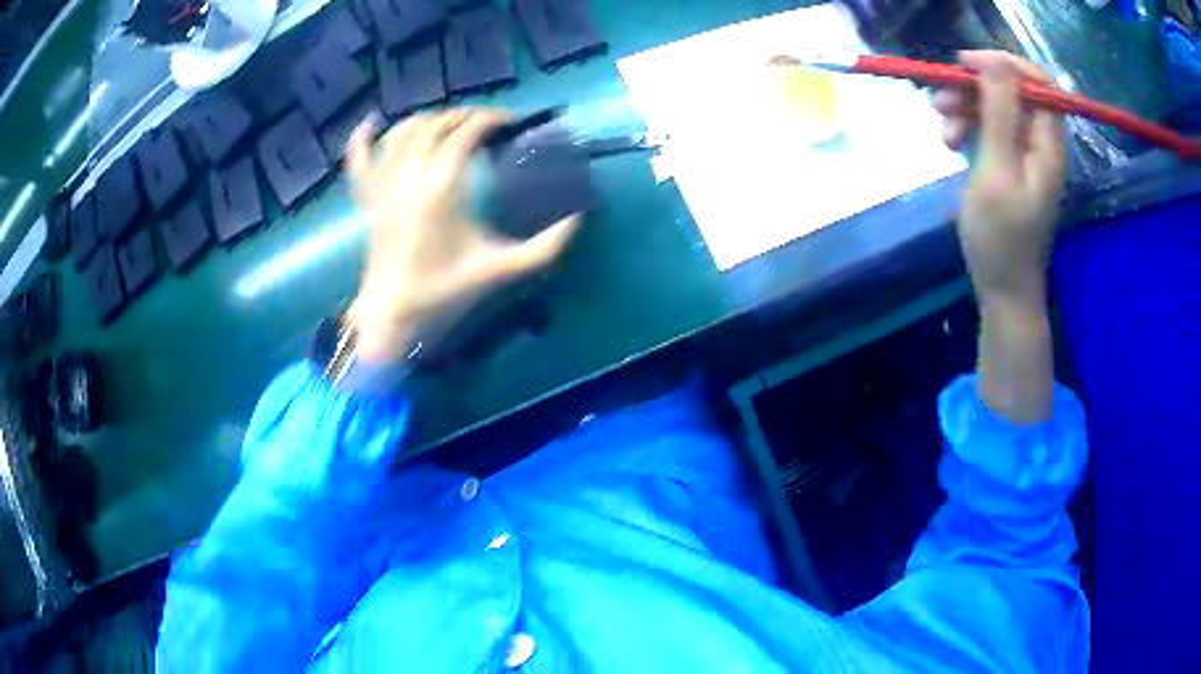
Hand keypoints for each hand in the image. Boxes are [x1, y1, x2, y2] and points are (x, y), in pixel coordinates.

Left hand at [345, 110, 581, 364]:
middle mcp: (409, 176)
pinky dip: (362, 139)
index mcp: (442, 188)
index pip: (465, 133)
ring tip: (449, 122)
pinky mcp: (368, 200)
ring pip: (401, 133)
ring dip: (428, 119)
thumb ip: (545, 247)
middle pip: (435, 125)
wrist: (394, 317)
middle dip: (463, 115)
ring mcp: (384, 186)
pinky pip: (358, 161)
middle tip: (487, 123)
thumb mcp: (501, 270)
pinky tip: (371, 123)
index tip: (511, 122)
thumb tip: (578, 219)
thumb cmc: (444, 292)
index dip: (490, 120)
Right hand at [934, 50, 1065, 305]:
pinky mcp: (1008, 162)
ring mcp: (1023, 152)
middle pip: (1011, 90)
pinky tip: (949, 143)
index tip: (966, 66)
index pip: (1037, 81)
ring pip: (994, 107)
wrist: (1002, 289)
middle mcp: (1039, 142)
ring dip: (964, 107)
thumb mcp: (997, 171)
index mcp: (1047, 144)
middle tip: (940, 99)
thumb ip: (1000, 113)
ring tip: (941, 129)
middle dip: (974, 88)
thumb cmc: (1001, 237)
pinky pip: (987, 127)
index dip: (1004, 64)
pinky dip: (965, 127)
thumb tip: (995, 61)